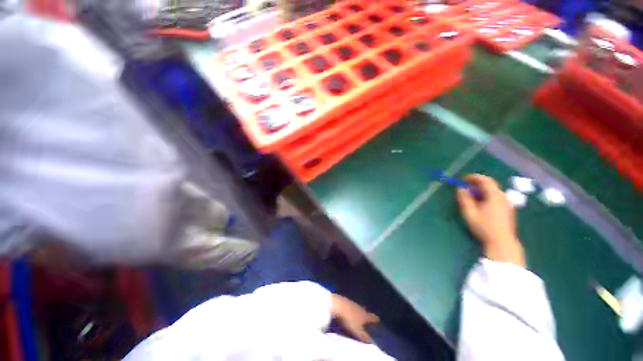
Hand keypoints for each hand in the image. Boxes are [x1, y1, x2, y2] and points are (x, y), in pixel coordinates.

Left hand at [330, 294, 379, 342]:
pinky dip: (352, 310)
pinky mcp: (346, 301)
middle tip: (368, 320)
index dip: (376, 319)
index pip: (373, 317)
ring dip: (359, 313)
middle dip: (367, 316)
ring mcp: (353, 303)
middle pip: (366, 312)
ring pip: (358, 308)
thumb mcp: (358, 331)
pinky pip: (351, 306)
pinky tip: (350, 313)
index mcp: (365, 315)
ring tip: (359, 318)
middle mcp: (360, 308)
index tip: (378, 321)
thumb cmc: (349, 319)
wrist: (338, 304)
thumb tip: (373, 342)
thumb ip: (365, 336)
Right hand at [457, 174, 524, 266]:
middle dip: (477, 184)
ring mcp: (507, 204)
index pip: (485, 180)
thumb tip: (461, 188)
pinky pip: (496, 198)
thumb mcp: (469, 212)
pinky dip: (486, 196)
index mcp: (494, 195)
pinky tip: (480, 204)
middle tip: (466, 187)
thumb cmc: (483, 226)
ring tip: (471, 196)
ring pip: (493, 192)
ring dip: (481, 190)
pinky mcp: (507, 210)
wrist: (502, 242)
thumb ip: (464, 199)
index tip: (463, 179)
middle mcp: (503, 197)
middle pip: (490, 185)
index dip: (473, 177)